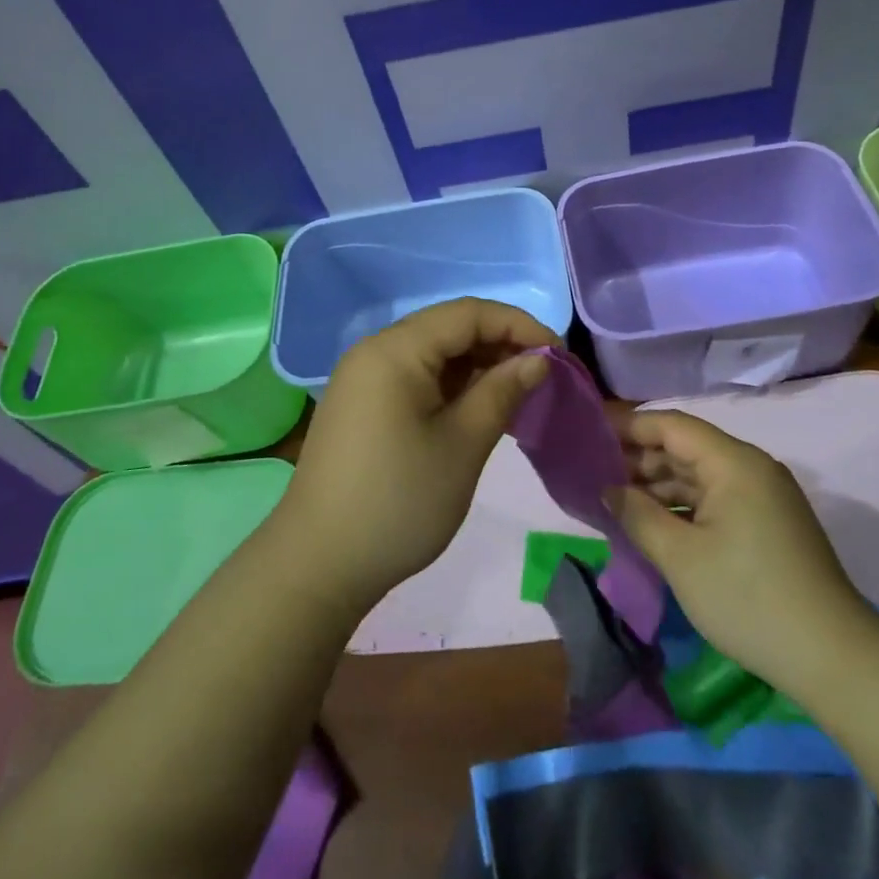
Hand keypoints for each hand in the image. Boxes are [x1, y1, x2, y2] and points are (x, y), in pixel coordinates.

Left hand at [275, 297, 558, 614]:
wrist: (318, 565)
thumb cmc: (399, 501)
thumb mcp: (462, 445)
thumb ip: (502, 392)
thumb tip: (539, 357)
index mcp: (396, 349)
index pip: (468, 313)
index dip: (518, 324)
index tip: (559, 354)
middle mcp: (376, 350)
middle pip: (449, 328)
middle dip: (499, 344)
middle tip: (543, 375)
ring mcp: (365, 377)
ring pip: (433, 352)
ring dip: (477, 365)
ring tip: (518, 393)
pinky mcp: (363, 403)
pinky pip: (416, 376)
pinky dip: (452, 385)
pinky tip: (479, 408)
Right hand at [607, 410, 878, 696]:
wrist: (835, 660)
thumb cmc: (749, 599)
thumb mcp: (680, 558)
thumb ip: (637, 514)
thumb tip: (608, 489)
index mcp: (733, 462)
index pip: (671, 424)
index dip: (628, 427)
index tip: (590, 437)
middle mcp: (750, 467)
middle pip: (685, 447)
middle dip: (640, 458)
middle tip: (595, 473)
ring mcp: (763, 496)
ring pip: (699, 475)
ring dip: (659, 485)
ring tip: (617, 501)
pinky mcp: (768, 524)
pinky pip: (716, 499)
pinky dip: (683, 506)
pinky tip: (655, 523)